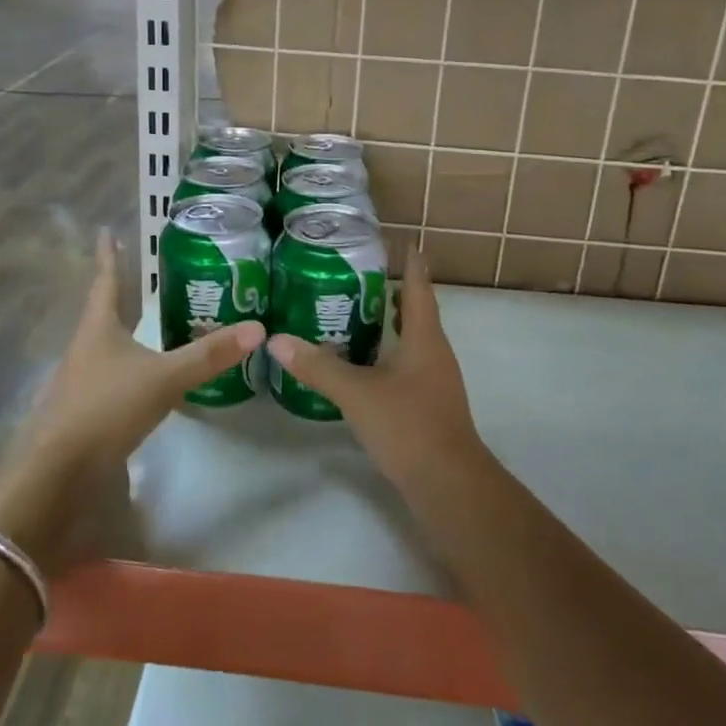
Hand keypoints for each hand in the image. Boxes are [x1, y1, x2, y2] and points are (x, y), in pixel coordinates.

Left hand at [0, 230, 263, 572]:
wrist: (60, 473)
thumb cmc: (106, 408)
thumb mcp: (164, 378)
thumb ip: (209, 356)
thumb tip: (258, 328)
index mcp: (98, 329)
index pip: (106, 281)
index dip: (108, 256)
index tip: (106, 231)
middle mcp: (86, 348)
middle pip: (103, 311)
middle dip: (120, 292)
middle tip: (142, 274)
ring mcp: (83, 381)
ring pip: (107, 345)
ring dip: (125, 330)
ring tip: (147, 321)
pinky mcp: (87, 411)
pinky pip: (113, 376)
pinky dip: (131, 366)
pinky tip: (145, 376)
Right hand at [266, 254, 484, 491]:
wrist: (448, 484)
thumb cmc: (408, 425)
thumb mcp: (357, 393)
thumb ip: (318, 367)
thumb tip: (277, 341)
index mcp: (425, 338)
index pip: (418, 287)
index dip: (411, 263)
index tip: (401, 241)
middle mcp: (435, 352)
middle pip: (417, 311)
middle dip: (393, 290)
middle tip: (359, 274)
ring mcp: (435, 380)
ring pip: (413, 339)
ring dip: (390, 323)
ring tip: (356, 311)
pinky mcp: (429, 403)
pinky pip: (408, 363)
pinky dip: (388, 352)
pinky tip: (364, 362)